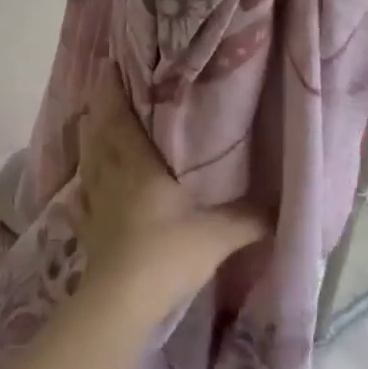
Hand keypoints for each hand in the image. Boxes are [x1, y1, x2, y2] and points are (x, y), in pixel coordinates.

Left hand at [73, 64, 267, 300]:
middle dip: (99, 109)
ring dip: (89, 139)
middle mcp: (113, 176)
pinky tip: (85, 185)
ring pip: (90, 160)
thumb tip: (283, 207)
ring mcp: (97, 204)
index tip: (108, 65)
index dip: (112, 91)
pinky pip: (84, 196)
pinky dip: (85, 183)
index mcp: (138, 164)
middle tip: (102, 89)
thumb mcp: (216, 234)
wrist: (122, 303)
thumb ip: (248, 218)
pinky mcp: (90, 231)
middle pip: (100, 134)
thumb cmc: (167, 253)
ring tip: (92, 123)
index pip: (120, 117)